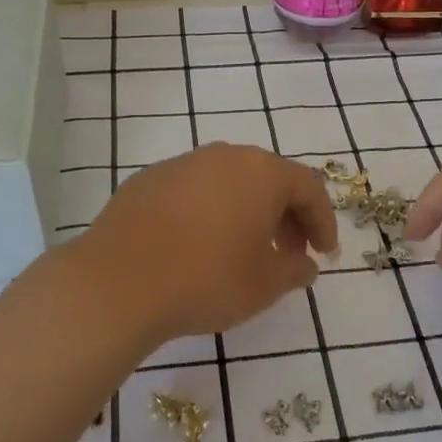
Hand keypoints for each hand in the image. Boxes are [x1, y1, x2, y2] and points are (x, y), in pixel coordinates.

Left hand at [76, 143, 338, 342]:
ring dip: (246, 212)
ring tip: (243, 250)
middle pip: (268, 179)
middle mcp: (224, 156)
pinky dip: (208, 212)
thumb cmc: (207, 279)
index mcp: (261, 172)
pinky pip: (193, 191)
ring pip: (228, 182)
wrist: (118, 282)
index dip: (322, 221)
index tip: (324, 253)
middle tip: (288, 253)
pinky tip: (198, 246)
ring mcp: (181, 164)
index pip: (308, 187)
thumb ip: (295, 270)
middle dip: (285, 216)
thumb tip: (305, 264)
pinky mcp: (147, 180)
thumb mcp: (265, 285)